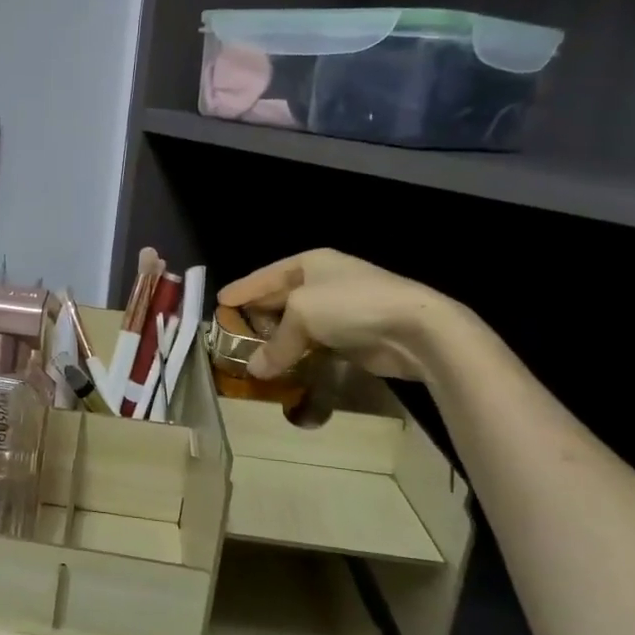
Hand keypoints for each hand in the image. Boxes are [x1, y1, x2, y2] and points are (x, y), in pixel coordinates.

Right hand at [217, 248, 457, 382]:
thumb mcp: (302, 316)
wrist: (414, 328)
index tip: (220, 301)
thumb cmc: (350, 305)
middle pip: (281, 299)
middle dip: (258, 316)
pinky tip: (285, 367)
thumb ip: (275, 344)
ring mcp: (341, 310)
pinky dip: (300, 355)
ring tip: (253, 355)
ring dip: (279, 340)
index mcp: (310, 263)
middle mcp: (324, 282)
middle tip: (232, 332)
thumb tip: (254, 370)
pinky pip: (316, 345)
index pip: (266, 275)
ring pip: (299, 325)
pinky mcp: (354, 336)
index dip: (243, 289)